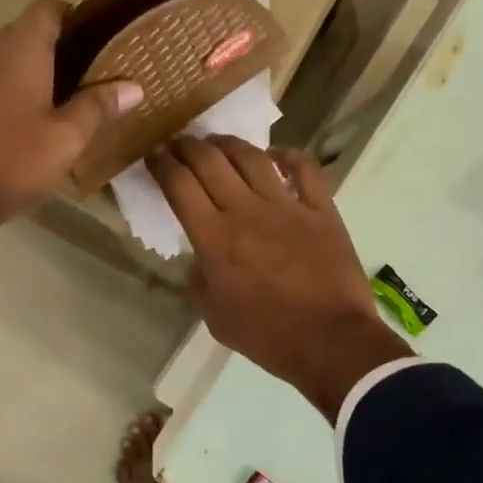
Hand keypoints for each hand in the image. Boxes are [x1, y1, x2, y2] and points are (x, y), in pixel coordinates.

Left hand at [0, 0, 142, 266]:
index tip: (93, 45)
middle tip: (79, 84)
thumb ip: (98, 106)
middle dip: (51, 52)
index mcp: (19, 50)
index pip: (48, 7)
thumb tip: (134, 85)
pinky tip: (3, 129)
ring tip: (43, 109)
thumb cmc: (12, 165)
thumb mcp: (66, 141)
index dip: (73, 18)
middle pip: (22, 34)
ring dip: (21, 76)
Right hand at [150, 136, 411, 421]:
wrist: (330, 341)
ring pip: (252, 157)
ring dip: (229, 143)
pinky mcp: (321, 210)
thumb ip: (199, 282)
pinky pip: (304, 169)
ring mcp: (287, 206)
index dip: (161, 164)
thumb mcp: (215, 317)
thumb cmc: (267, 336)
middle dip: (187, 145)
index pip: (179, 186)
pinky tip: (276, 156)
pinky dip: (288, 156)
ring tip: (217, 141)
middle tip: (178, 143)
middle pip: (210, 161)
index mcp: (214, 238)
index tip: (153, 155)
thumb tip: (198, 261)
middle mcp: (246, 211)